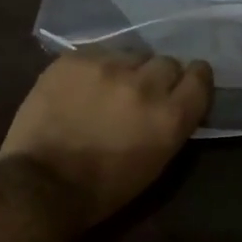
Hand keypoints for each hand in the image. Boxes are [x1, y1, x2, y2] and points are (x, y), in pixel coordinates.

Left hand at [0, 51, 212, 226]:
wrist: (41, 183)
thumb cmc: (104, 188)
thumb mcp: (156, 163)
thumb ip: (172, 124)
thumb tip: (174, 101)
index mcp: (170, 116)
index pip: (200, 77)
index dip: (195, 78)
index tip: (186, 84)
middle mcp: (145, 84)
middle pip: (167, 62)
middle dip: (158, 77)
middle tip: (141, 94)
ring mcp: (107, 67)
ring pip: (132, 54)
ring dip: (127, 69)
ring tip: (108, 88)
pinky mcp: (74, 59)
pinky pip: (97, 53)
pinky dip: (95, 68)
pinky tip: (81, 88)